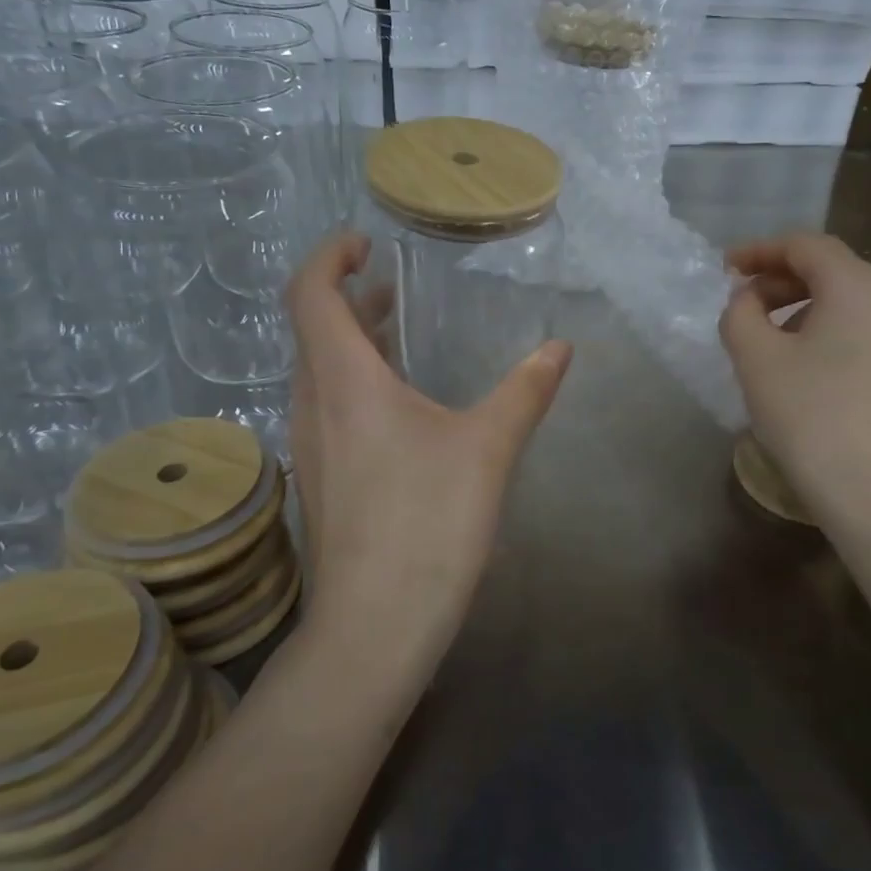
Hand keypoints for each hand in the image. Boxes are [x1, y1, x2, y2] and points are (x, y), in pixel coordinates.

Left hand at [285, 233, 571, 683]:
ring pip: (317, 372)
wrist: (374, 627)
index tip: (364, 242)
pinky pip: (326, 408)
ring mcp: (311, 447)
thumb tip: (560, 347)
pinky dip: (353, 382)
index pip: (310, 294)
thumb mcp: (488, 449)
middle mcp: (313, 405)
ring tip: (398, 336)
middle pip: (312, 330)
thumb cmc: (428, 524)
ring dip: (350, 342)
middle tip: (392, 286)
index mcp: (345, 382)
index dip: (328, 256)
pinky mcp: (320, 481)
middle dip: (347, 297)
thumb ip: (525, 391)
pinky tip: (399, 408)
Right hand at [718, 234, 870, 512]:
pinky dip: (828, 327)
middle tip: (742, 302)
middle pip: (831, 268)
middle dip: (781, 278)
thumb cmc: (809, 415)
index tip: (725, 268)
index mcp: (858, 285)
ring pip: (848, 299)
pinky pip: (863, 326)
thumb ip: (740, 312)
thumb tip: (748, 299)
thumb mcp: (755, 358)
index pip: (805, 245)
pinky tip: (803, 360)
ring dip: (802, 304)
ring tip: (767, 333)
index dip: (760, 250)